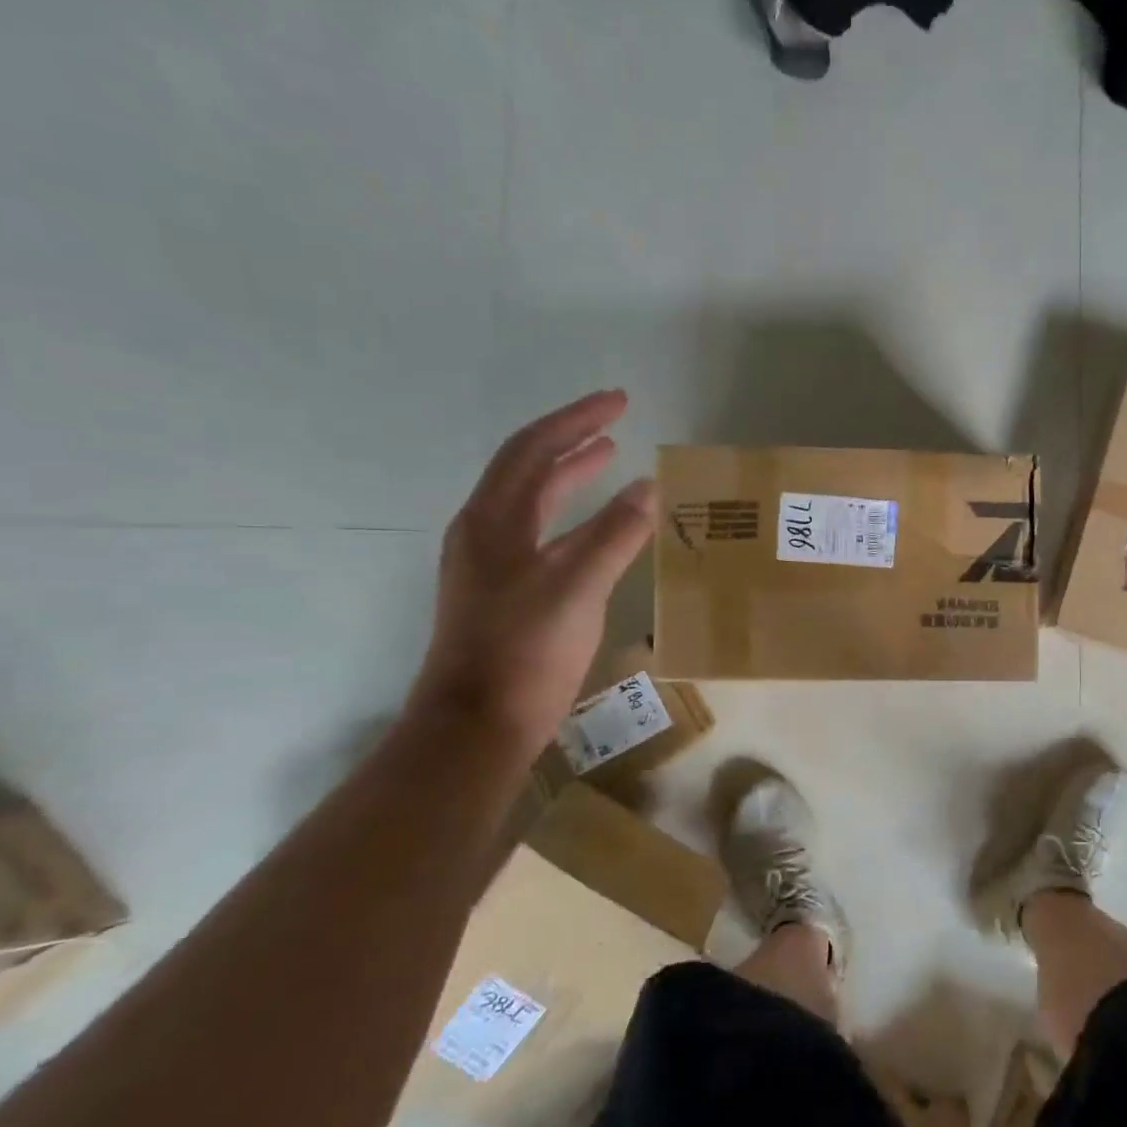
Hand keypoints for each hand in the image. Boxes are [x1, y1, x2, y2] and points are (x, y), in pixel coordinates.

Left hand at [410, 391, 655, 753]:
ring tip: (608, 460)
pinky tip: (597, 530)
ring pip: (533, 504)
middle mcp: (484, 533)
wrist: (478, 724)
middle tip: (616, 425)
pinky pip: (541, 536)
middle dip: (571, 441)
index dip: (576, 420)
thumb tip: (648, 489)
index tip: (620, 402)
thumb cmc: (524, 651)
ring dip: (569, 477)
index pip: (534, 449)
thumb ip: (614, 535)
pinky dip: (572, 519)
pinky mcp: (503, 594)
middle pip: (528, 469)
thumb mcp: (577, 586)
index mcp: (493, 520)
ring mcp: (490, 565)